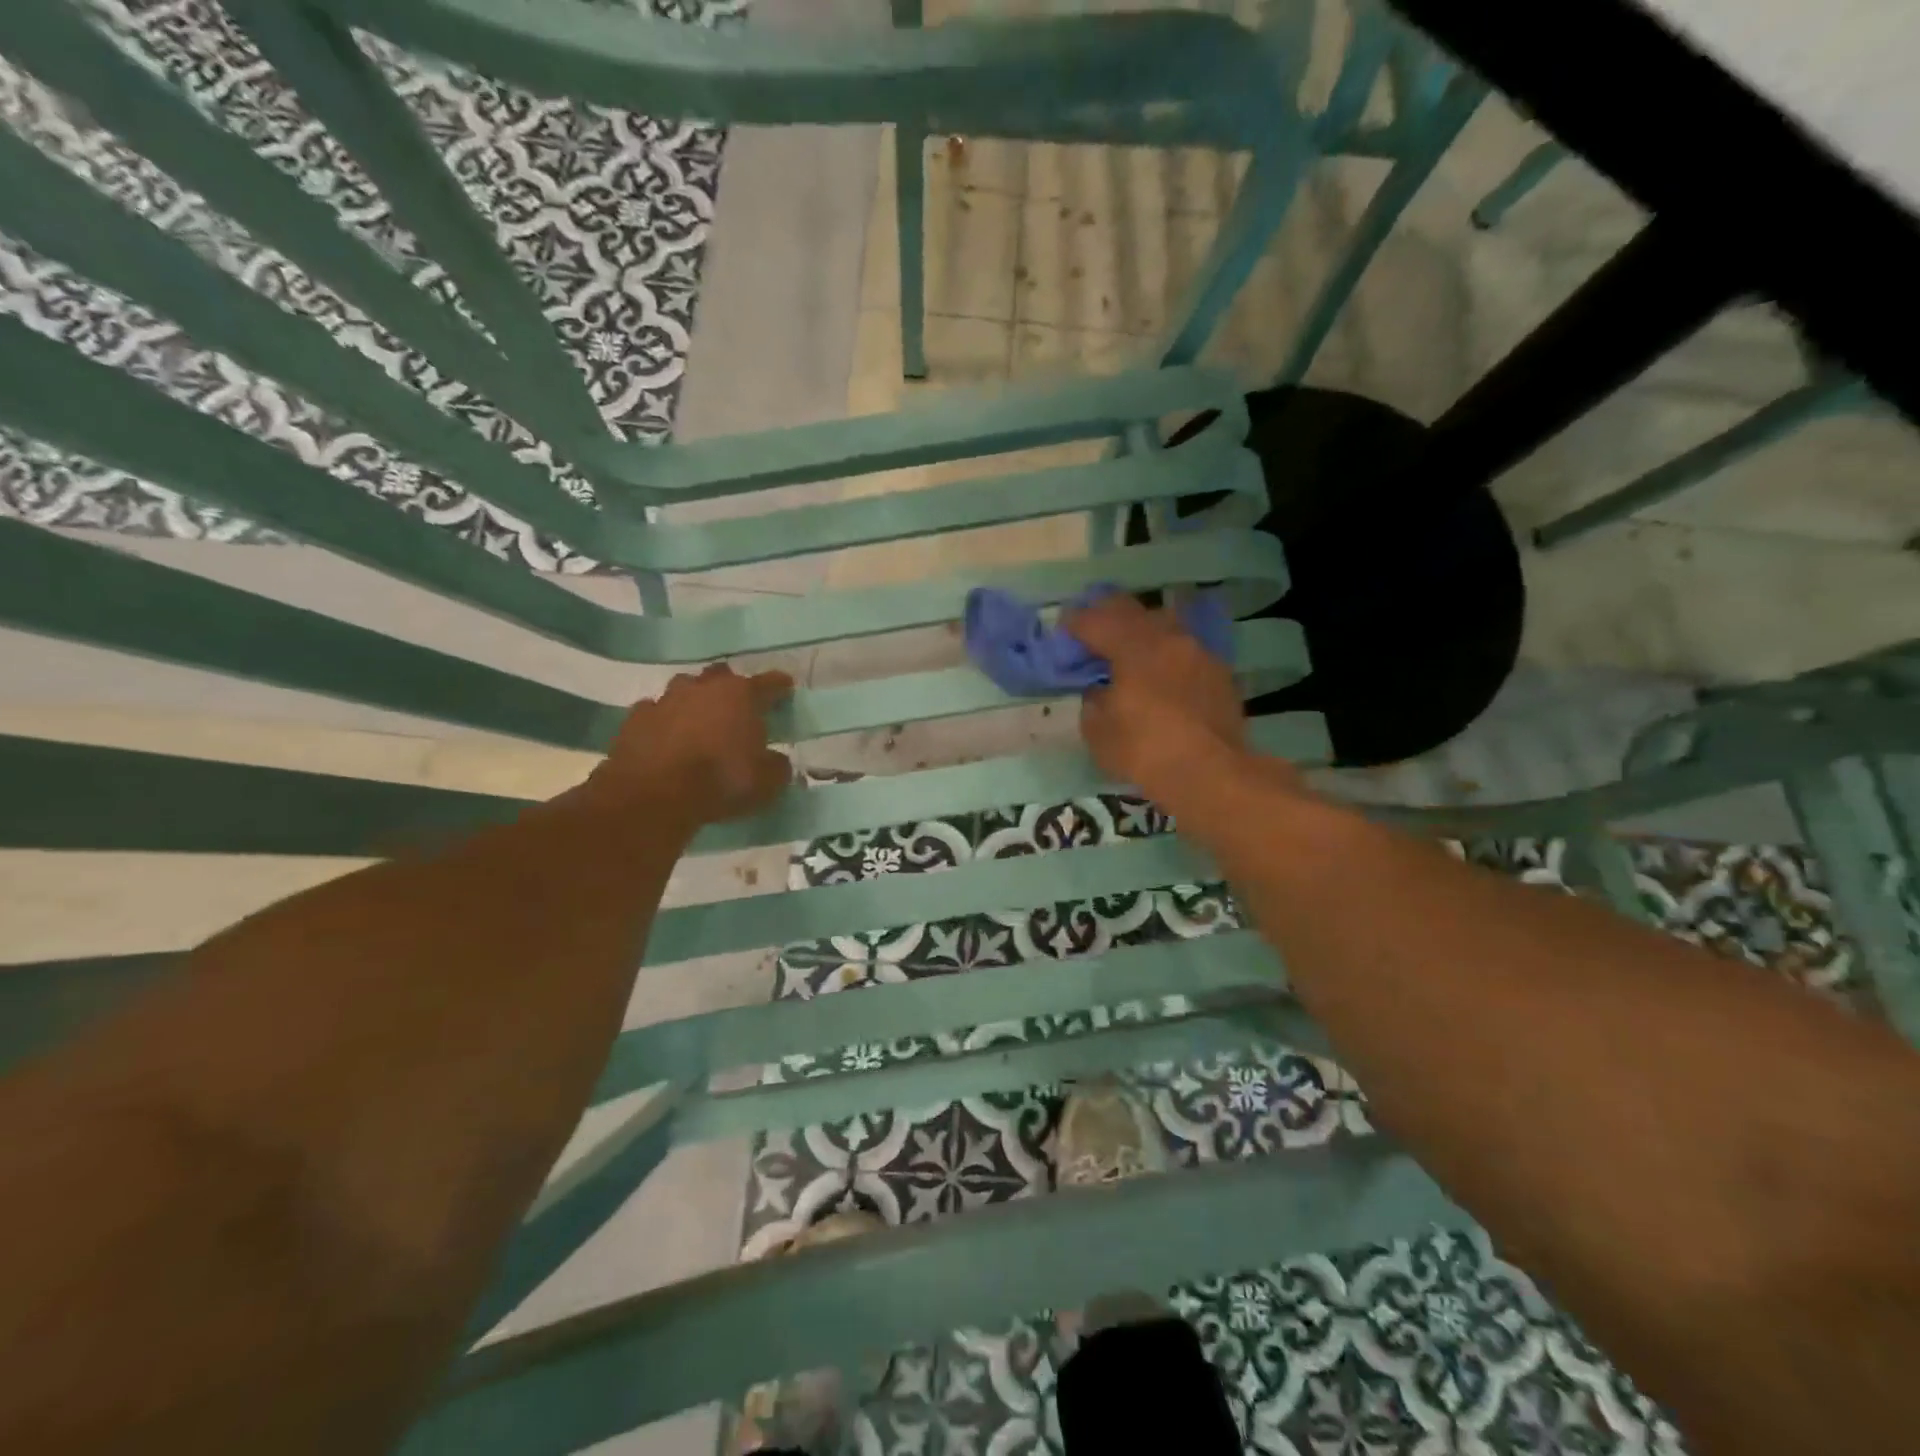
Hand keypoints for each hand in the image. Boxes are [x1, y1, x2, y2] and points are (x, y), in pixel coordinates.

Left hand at [593, 664, 793, 824]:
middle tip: (738, 706)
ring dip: (694, 700)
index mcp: (742, 696)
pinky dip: (663, 721)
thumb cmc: (720, 781)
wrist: (653, 795)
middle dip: (731, 688)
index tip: (786, 687)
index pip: (769, 683)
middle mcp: (704, 688)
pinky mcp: (635, 718)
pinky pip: (654, 712)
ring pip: (685, 688)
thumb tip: (777, 760)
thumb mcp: (767, 782)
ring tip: (699, 719)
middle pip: (722, 676)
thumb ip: (777, 766)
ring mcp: (666, 700)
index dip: (780, 686)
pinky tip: (666, 736)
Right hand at [1065, 594, 1247, 800]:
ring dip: (1143, 633)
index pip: (1096, 621)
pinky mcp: (1220, 674)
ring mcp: (1199, 653)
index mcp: (1134, 647)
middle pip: (1133, 611)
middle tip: (1093, 632)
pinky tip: (1161, 677)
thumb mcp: (1098, 732)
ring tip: (1130, 653)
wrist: (1211, 775)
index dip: (1075, 623)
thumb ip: (1093, 703)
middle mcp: (1169, 638)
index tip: (1064, 629)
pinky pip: (1185, 652)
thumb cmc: (1145, 752)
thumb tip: (1100, 692)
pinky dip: (1167, 656)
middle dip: (1108, 616)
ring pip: (1165, 626)